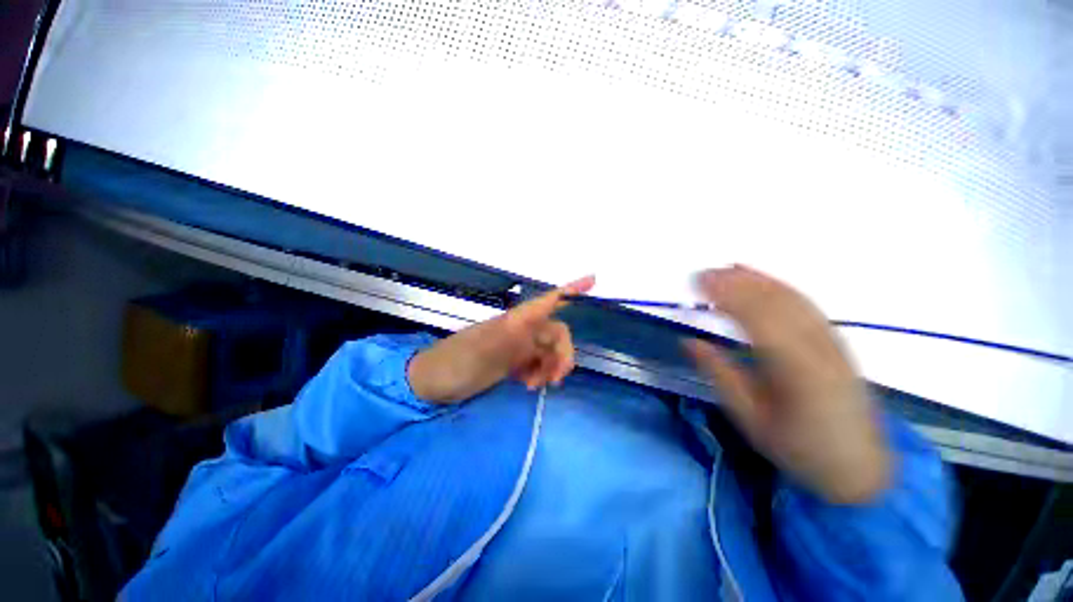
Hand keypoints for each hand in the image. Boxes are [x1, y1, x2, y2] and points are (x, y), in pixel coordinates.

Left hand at [408, 276, 595, 403]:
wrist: (434, 383)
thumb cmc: (454, 363)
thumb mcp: (480, 351)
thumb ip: (509, 336)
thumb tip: (536, 321)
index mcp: (515, 320)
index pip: (548, 300)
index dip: (572, 289)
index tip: (594, 280)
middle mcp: (520, 329)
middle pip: (556, 333)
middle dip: (562, 354)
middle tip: (555, 379)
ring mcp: (517, 345)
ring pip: (549, 350)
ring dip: (550, 367)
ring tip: (536, 386)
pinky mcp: (513, 360)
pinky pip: (538, 363)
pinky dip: (540, 374)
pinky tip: (528, 385)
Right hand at [685, 265, 890, 504]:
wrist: (859, 466)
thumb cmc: (798, 447)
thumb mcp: (750, 418)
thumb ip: (719, 375)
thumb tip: (689, 342)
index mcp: (795, 370)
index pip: (757, 318)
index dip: (727, 295)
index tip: (698, 282)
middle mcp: (817, 347)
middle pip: (775, 302)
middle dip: (736, 282)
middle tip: (703, 273)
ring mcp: (830, 341)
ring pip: (791, 298)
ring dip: (756, 279)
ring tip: (726, 269)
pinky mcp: (835, 340)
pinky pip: (805, 304)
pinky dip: (779, 286)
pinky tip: (761, 280)